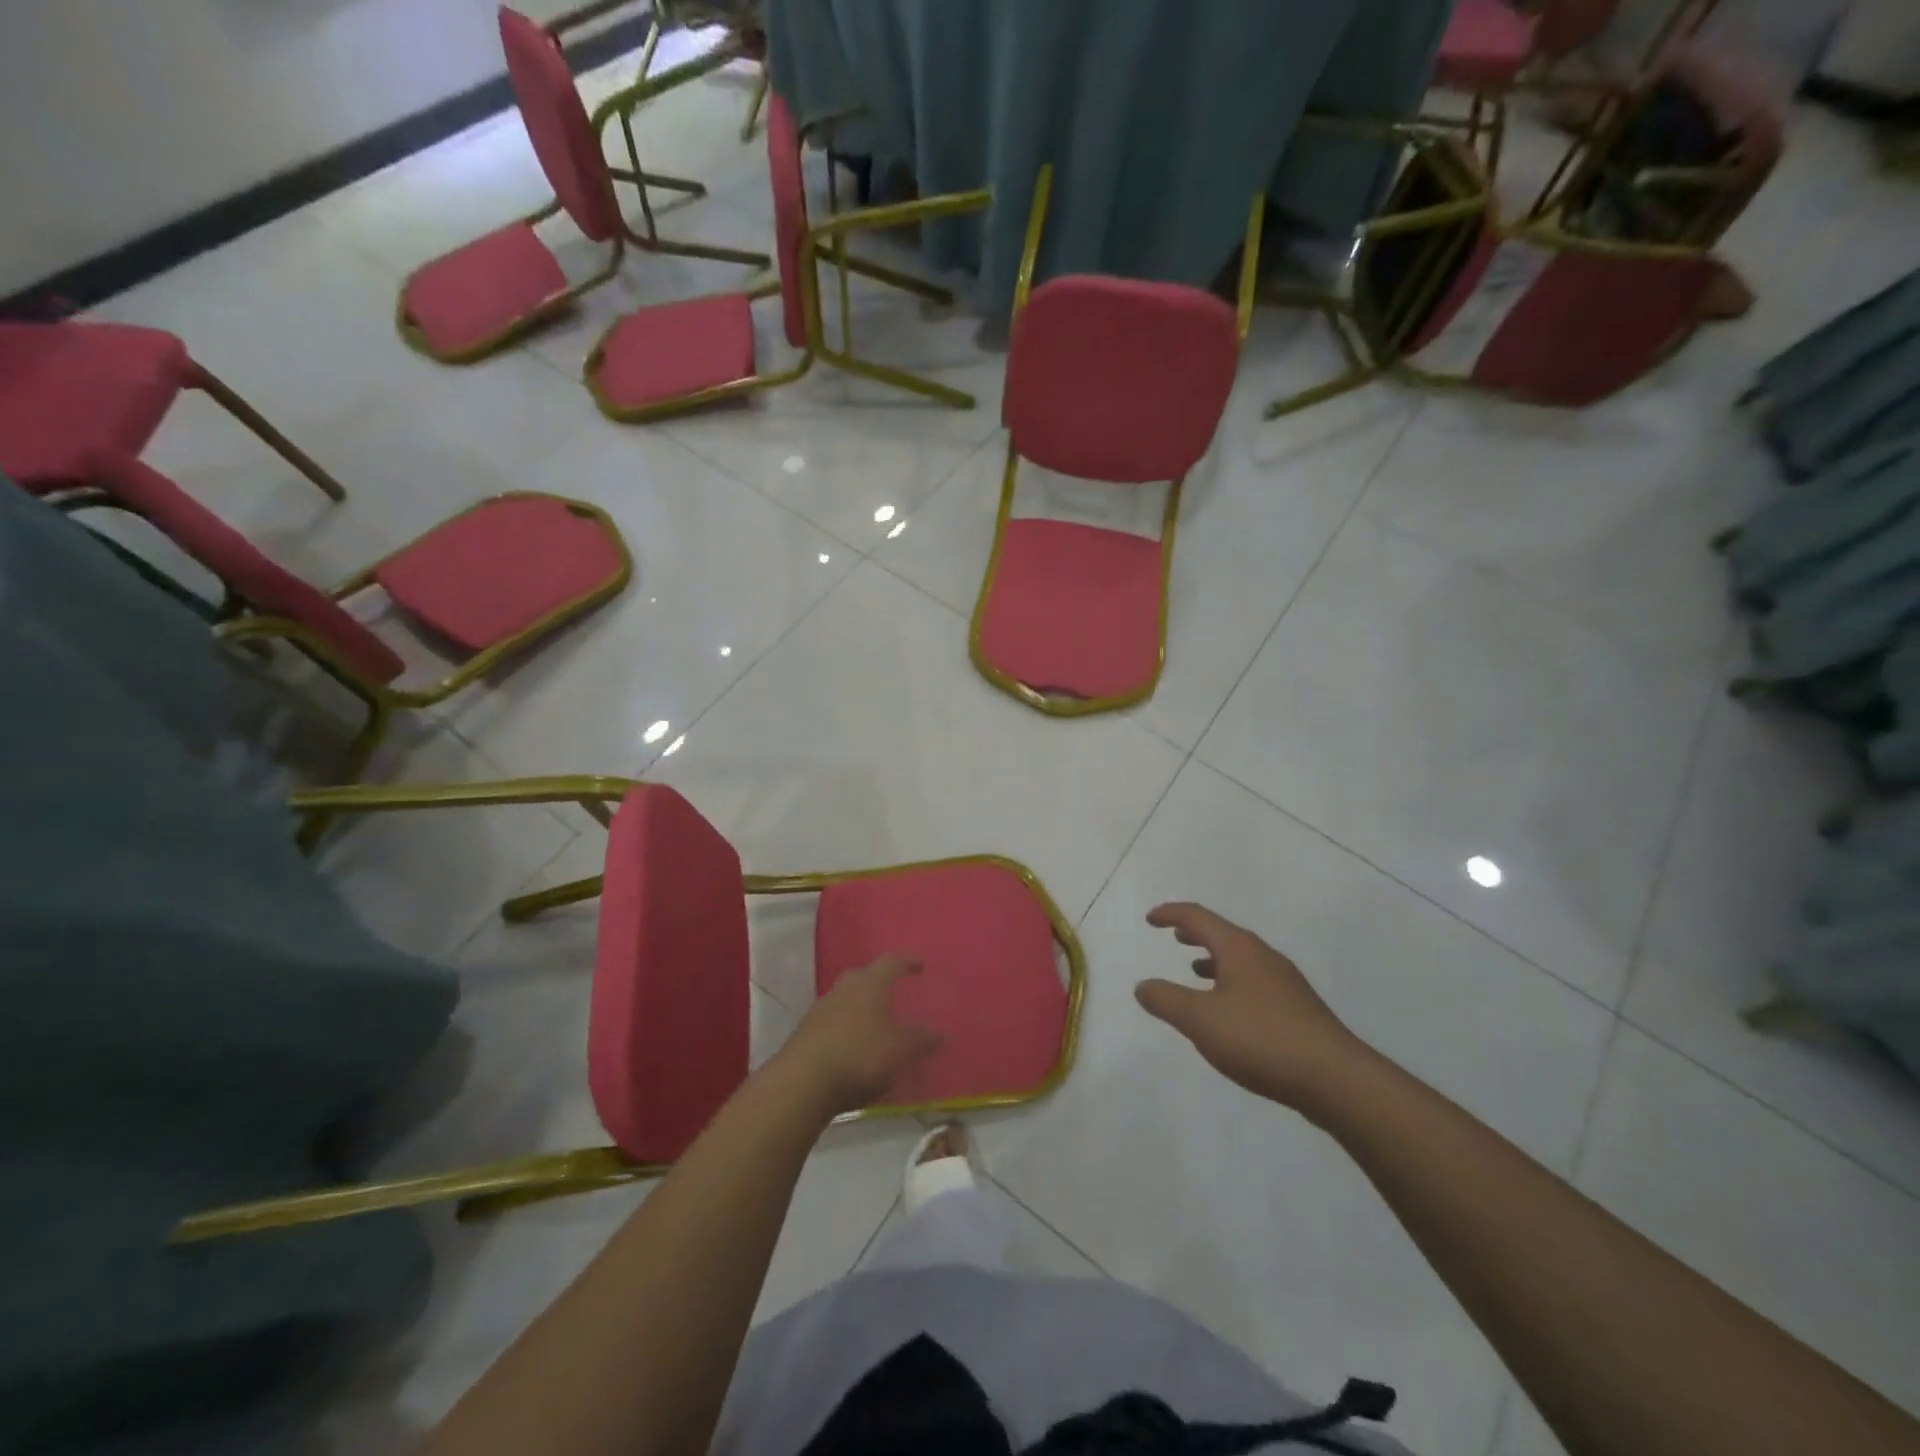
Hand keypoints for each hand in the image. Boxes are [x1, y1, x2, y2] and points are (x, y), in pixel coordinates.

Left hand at [777, 955, 942, 1117]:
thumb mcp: (900, 1050)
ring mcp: (821, 1008)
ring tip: (874, 1024)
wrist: (802, 1083)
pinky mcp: (805, 1032)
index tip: (919, 966)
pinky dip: (845, 1028)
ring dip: (860, 1007)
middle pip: (864, 976)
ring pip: (845, 999)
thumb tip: (939, 1032)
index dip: (907, 962)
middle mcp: (844, 988)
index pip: (891, 962)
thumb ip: (920, 1039)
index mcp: (870, 983)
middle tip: (893, 994)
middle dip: (879, 983)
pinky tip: (853, 1047)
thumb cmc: (860, 1056)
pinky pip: (832, 1021)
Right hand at [1135, 902, 1367, 1115]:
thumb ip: (1166, 1000)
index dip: (1171, 914)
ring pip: (1242, 959)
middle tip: (1174, 935)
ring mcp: (1285, 983)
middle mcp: (1263, 957)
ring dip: (1215, 958)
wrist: (1336, 1079)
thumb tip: (1142, 986)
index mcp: (1239, 949)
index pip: (1199, 917)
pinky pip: (1255, 981)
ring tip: (1195, 969)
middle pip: (1224, 933)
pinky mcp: (1297, 1009)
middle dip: (1196, 932)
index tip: (1151, 919)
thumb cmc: (1261, 1039)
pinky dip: (1232, 981)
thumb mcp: (1200, 1020)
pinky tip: (1229, 1009)